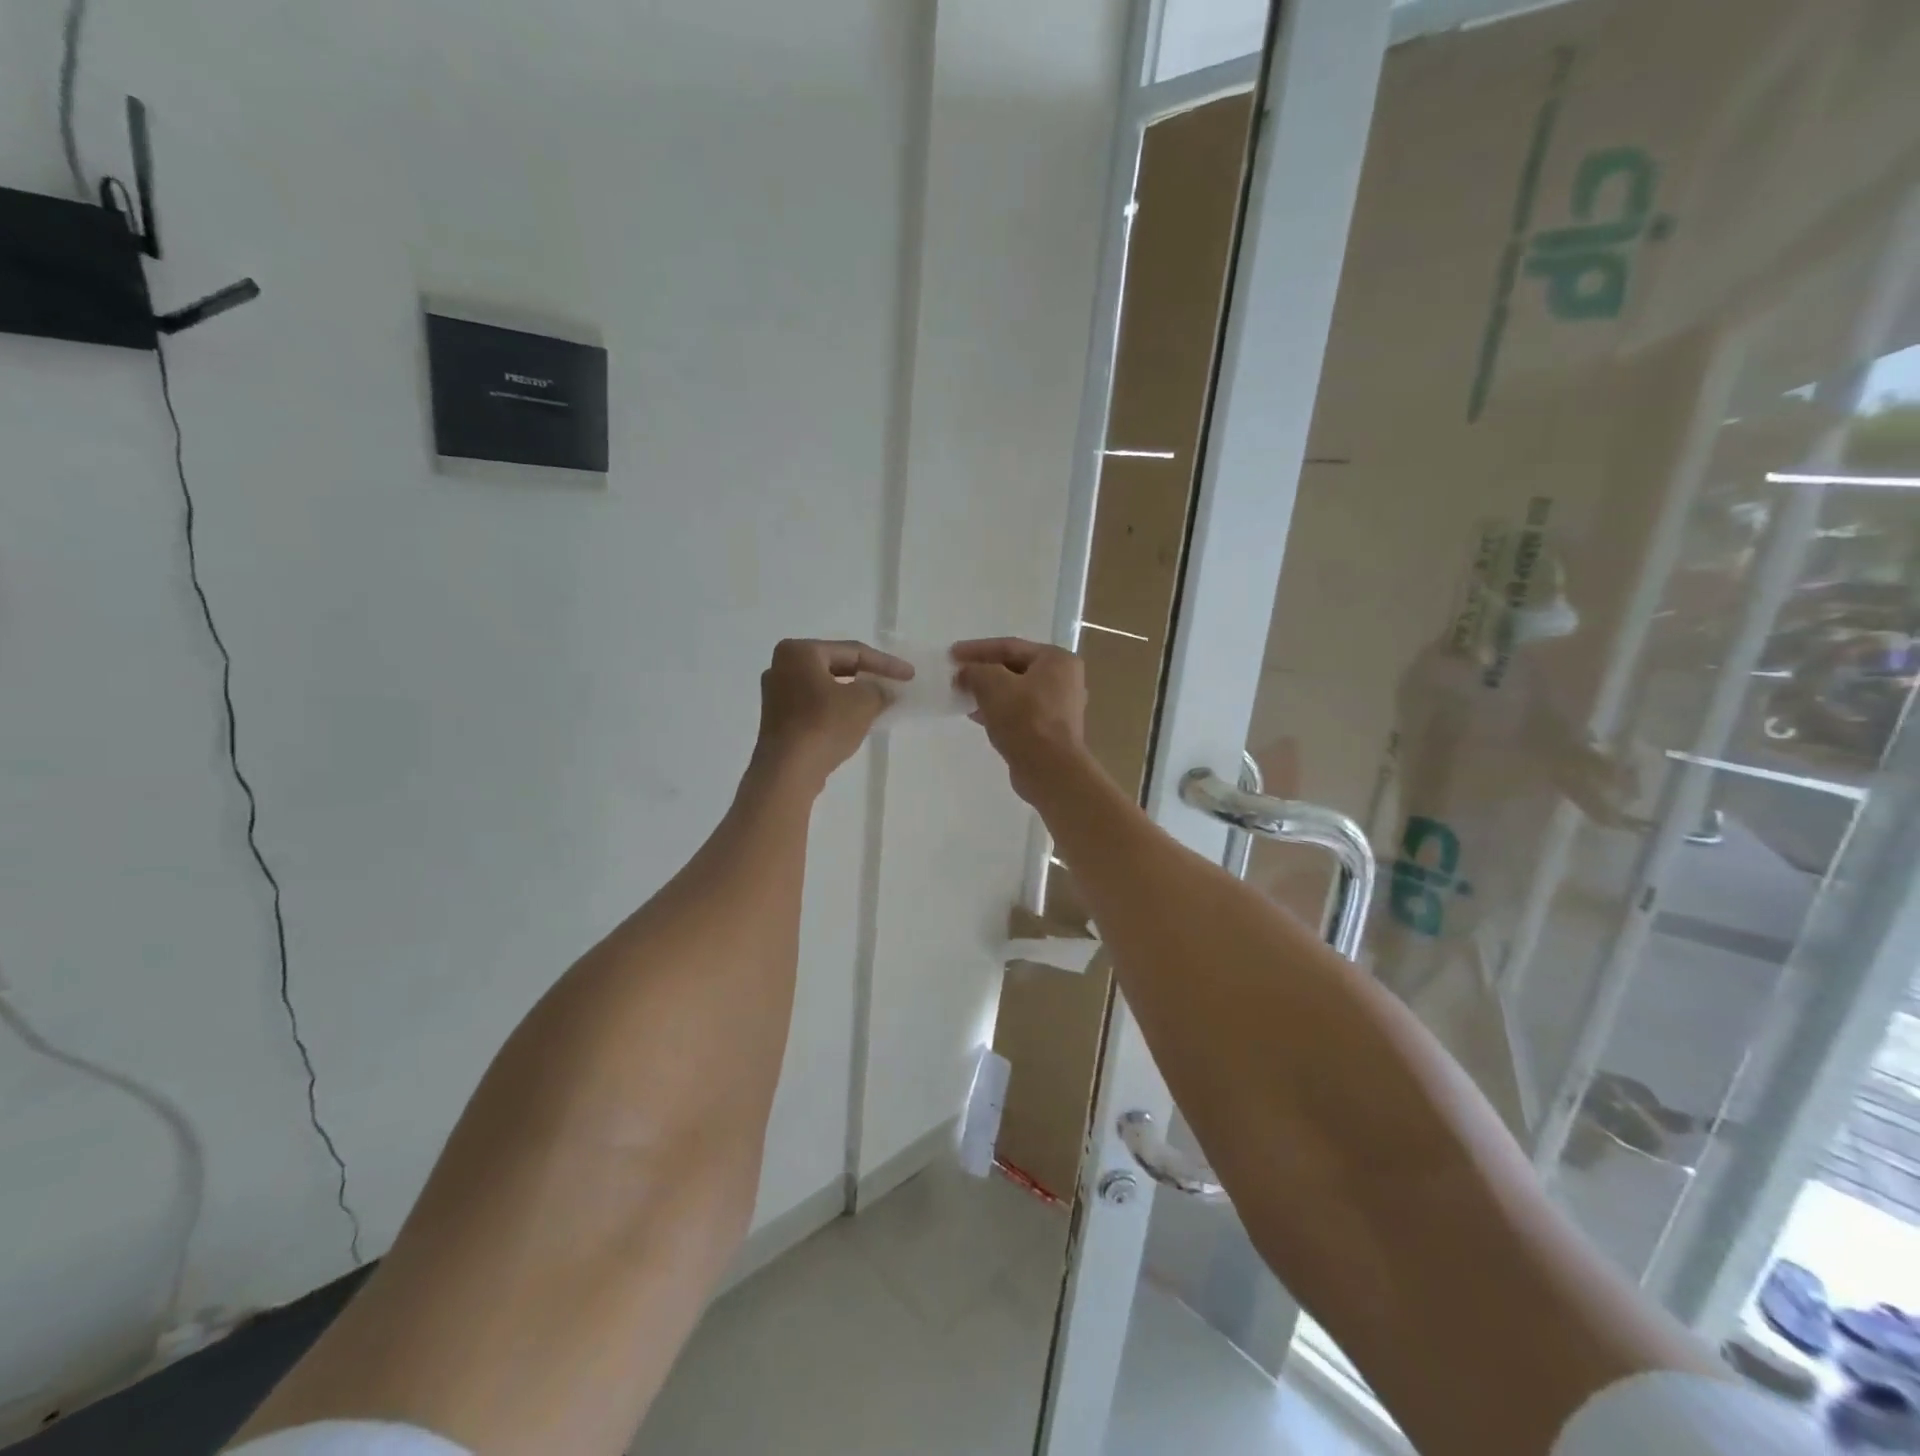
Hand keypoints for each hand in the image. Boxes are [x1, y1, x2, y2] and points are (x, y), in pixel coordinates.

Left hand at [755, 639, 913, 790]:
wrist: (788, 771)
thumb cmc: (824, 725)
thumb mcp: (864, 701)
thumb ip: (879, 689)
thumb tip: (883, 691)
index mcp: (800, 652)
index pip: (853, 651)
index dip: (886, 663)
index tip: (910, 675)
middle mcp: (781, 666)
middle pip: (836, 666)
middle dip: (867, 676)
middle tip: (894, 685)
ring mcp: (776, 694)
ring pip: (825, 687)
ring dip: (853, 694)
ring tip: (879, 702)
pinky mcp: (778, 719)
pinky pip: (815, 705)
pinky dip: (837, 709)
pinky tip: (856, 719)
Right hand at [952, 638, 1088, 803]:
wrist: (1050, 769)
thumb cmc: (1025, 719)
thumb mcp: (993, 685)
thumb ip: (975, 671)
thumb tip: (964, 673)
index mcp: (1057, 660)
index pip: (1010, 646)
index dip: (977, 649)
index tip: (951, 654)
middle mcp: (1064, 679)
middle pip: (1014, 668)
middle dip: (983, 672)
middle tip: (956, 675)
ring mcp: (1059, 707)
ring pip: (1016, 692)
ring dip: (988, 692)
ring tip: (961, 696)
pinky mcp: (1050, 730)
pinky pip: (1020, 712)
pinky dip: (998, 710)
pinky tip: (976, 716)